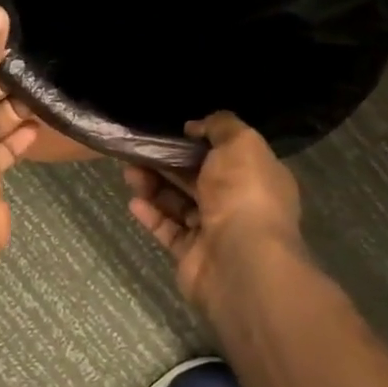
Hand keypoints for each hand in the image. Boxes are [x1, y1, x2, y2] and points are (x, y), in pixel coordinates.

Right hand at [124, 113, 303, 313]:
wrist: (240, 260)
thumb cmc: (245, 193)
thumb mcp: (241, 143)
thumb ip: (220, 126)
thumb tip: (196, 126)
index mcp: (258, 177)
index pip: (228, 155)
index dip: (200, 142)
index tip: (173, 131)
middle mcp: (239, 204)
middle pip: (198, 179)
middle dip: (169, 163)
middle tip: (139, 149)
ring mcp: (215, 232)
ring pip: (179, 203)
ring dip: (154, 186)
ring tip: (129, 172)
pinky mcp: (191, 255)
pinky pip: (168, 230)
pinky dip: (152, 215)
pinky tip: (134, 201)